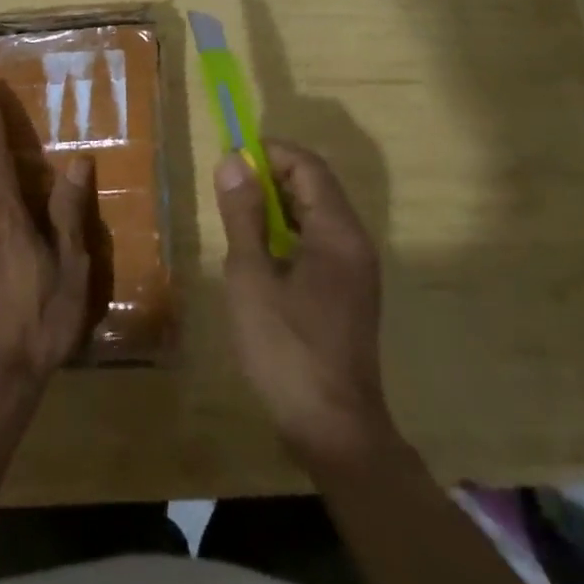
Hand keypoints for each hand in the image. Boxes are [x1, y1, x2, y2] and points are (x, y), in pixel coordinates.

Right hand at [215, 141, 394, 466]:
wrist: (334, 430)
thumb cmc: (287, 349)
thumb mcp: (252, 277)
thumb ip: (243, 216)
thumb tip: (233, 161)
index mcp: (337, 232)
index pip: (308, 166)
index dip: (270, 152)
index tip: (230, 158)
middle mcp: (354, 241)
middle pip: (316, 186)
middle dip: (272, 176)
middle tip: (228, 188)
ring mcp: (355, 269)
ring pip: (317, 214)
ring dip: (279, 205)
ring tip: (238, 217)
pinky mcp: (348, 293)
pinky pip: (320, 242)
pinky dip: (290, 233)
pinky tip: (261, 255)